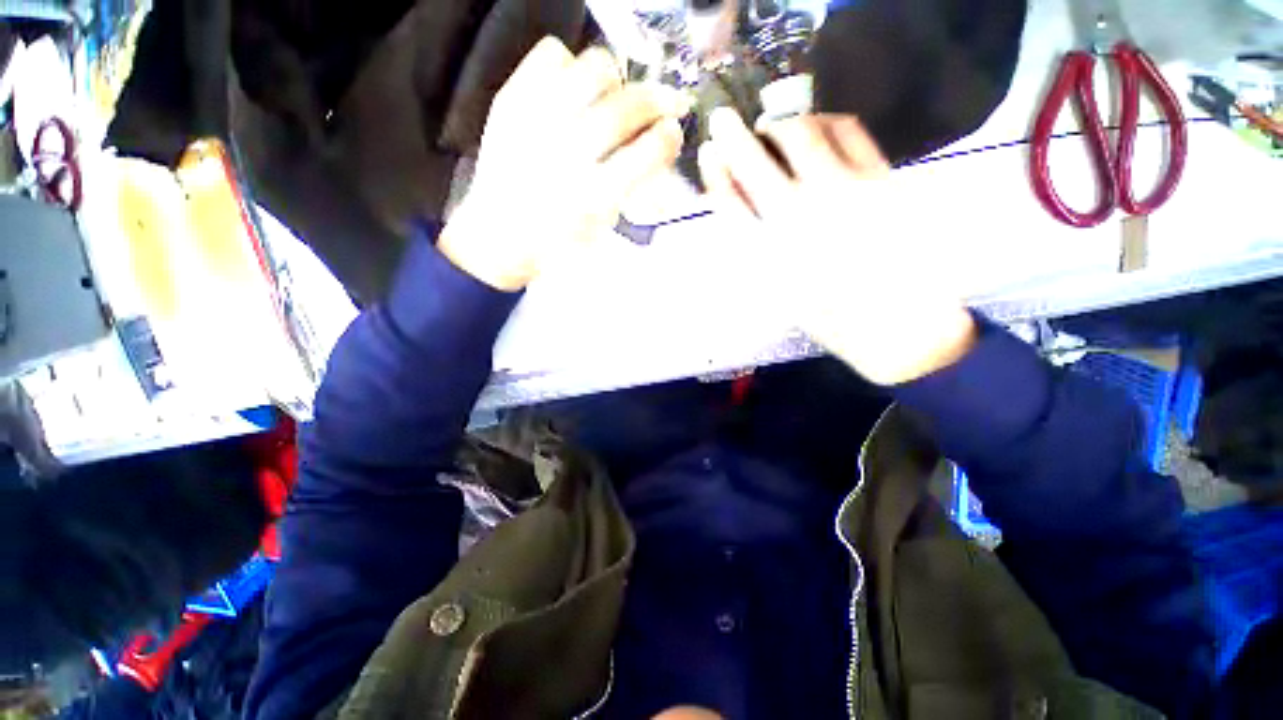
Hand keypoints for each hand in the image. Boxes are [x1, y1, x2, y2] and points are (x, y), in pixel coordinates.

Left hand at [438, 37, 690, 290]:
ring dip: (616, 80)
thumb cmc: (559, 241)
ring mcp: (537, 121)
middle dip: (657, 101)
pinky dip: (571, 64)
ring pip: (595, 67)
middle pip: (628, 106)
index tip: (673, 132)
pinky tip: (573, 90)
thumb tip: (659, 145)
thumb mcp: (603, 226)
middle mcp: (568, 154)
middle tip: (664, 105)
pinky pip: (553, 54)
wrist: (501, 235)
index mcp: (595, 197)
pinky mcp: (511, 100)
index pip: (648, 151)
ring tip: (614, 96)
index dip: (669, 136)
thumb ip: (633, 186)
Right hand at [698, 109, 975, 384]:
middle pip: (757, 158)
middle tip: (727, 121)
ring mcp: (841, 189)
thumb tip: (740, 203)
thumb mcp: (780, 290)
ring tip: (775, 129)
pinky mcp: (879, 177)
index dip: (715, 170)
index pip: (729, 198)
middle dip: (735, 135)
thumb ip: (755, 246)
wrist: (898, 324)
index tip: (708, 150)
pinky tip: (821, 127)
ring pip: (802, 133)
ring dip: (781, 124)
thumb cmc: (831, 316)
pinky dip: (827, 121)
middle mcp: (799, 212)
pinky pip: (848, 130)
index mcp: (769, 249)